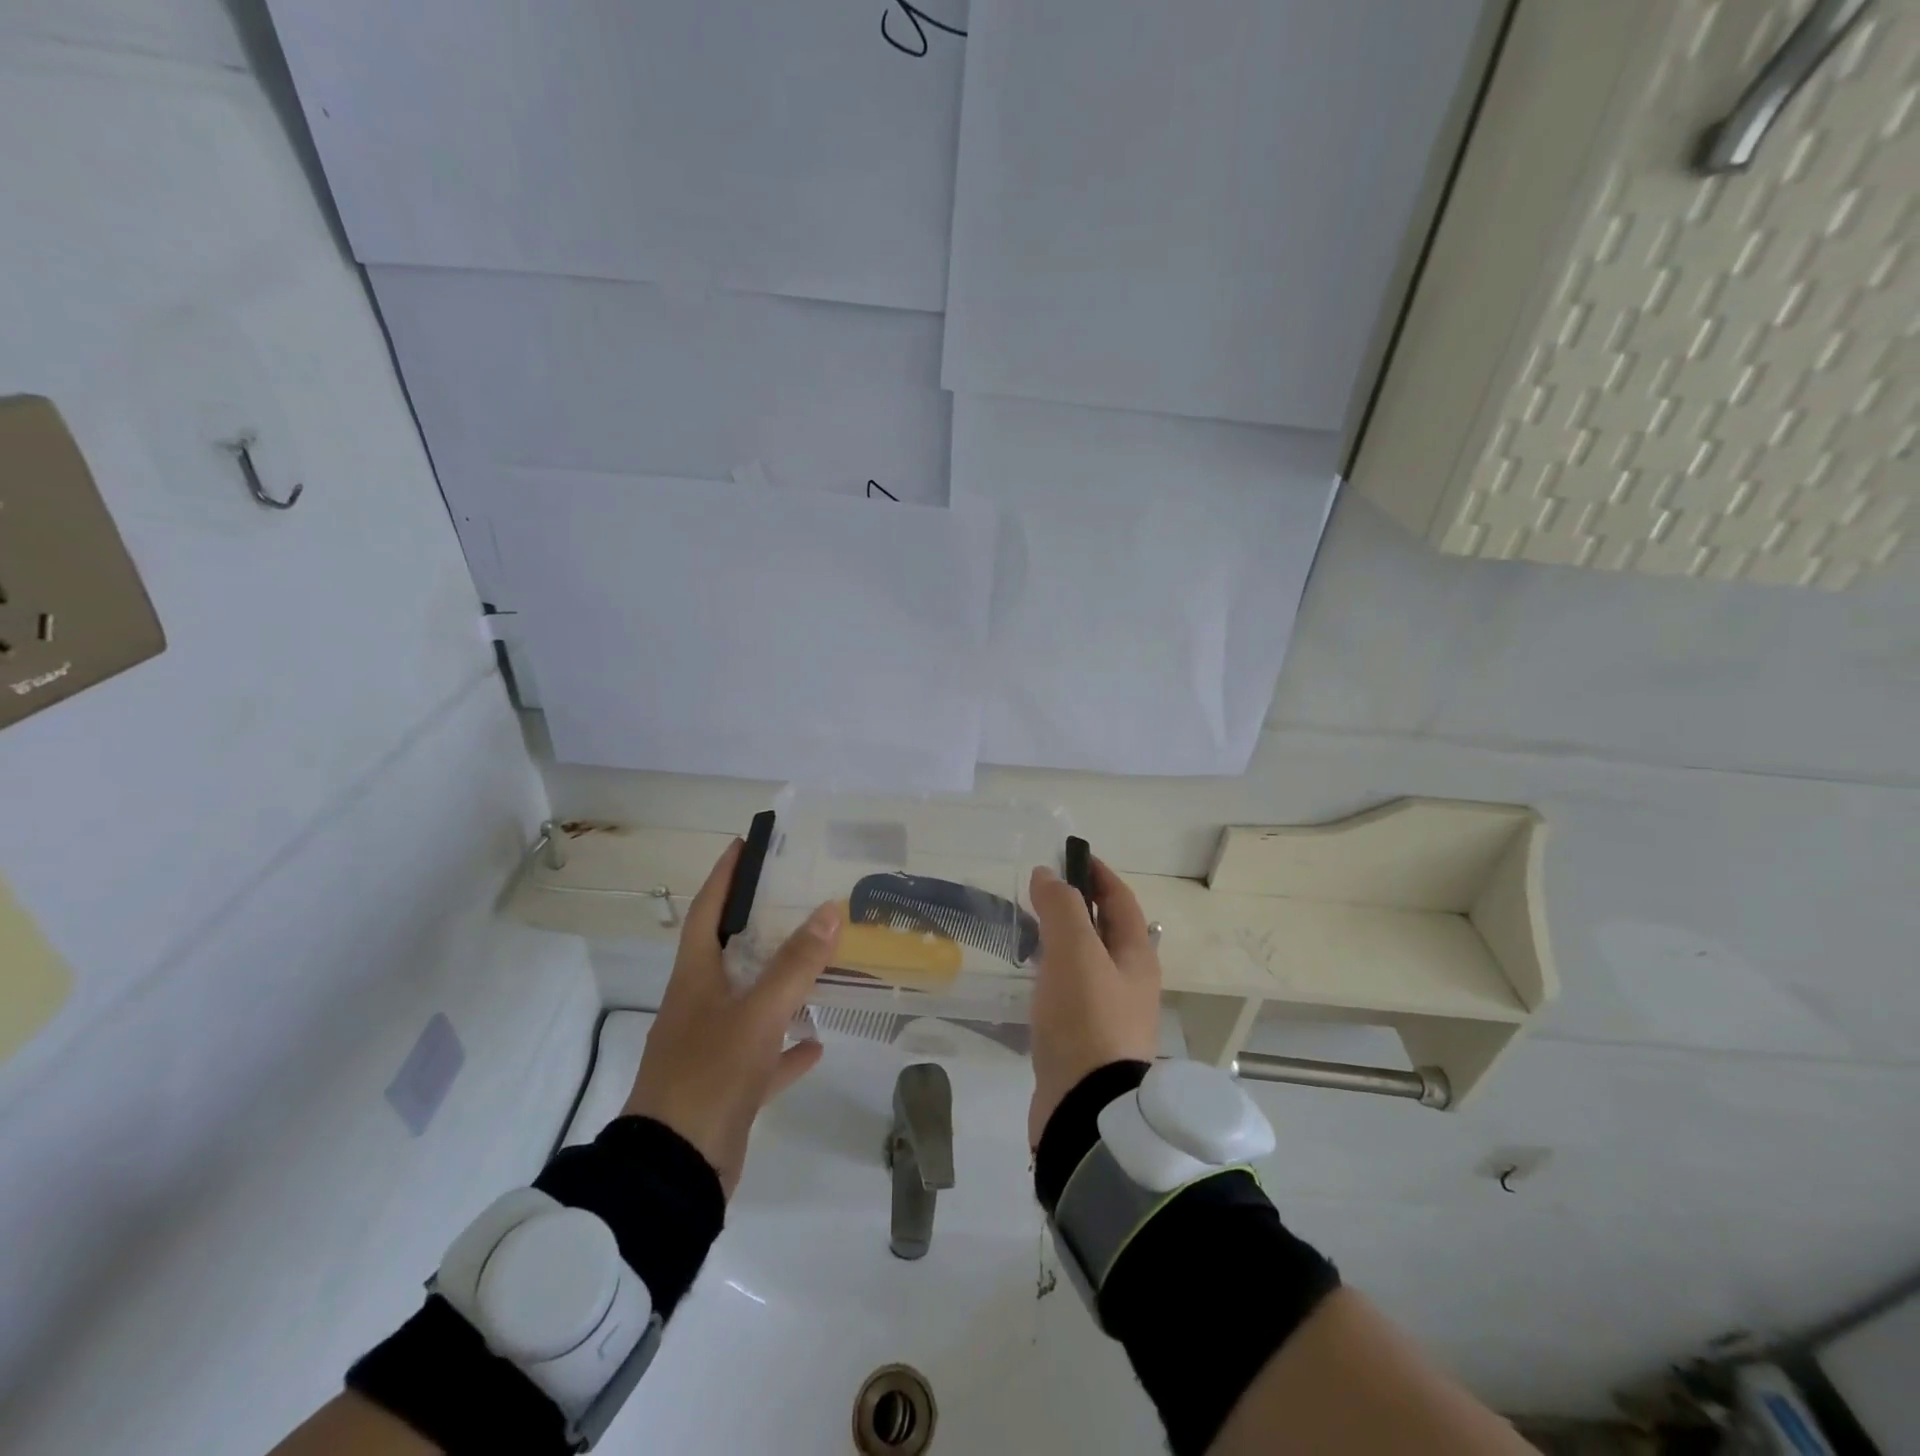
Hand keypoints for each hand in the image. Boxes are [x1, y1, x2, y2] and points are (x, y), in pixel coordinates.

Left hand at [624, 840, 841, 1196]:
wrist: (675, 1172)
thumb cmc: (708, 1075)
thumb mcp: (756, 1014)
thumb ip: (795, 964)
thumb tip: (829, 909)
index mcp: (696, 979)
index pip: (708, 911)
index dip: (726, 876)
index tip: (746, 844)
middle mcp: (701, 1005)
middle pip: (733, 952)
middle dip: (763, 923)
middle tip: (801, 896)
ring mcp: (714, 1047)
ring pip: (753, 1002)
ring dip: (782, 983)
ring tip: (820, 959)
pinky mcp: (730, 1084)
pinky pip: (765, 1054)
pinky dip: (789, 1046)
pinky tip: (817, 1041)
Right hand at [1026, 856, 1161, 1146]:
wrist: (1086, 1110)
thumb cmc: (1086, 1019)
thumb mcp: (1074, 952)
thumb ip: (1062, 908)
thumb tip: (1048, 875)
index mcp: (1136, 957)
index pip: (1122, 901)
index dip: (1099, 875)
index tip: (1071, 856)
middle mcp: (1130, 983)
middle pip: (1106, 931)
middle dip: (1078, 906)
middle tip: (1041, 893)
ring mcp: (1109, 1015)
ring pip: (1087, 963)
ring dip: (1064, 941)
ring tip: (1031, 931)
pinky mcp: (1086, 1042)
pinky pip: (1071, 993)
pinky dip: (1053, 974)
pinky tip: (1032, 980)